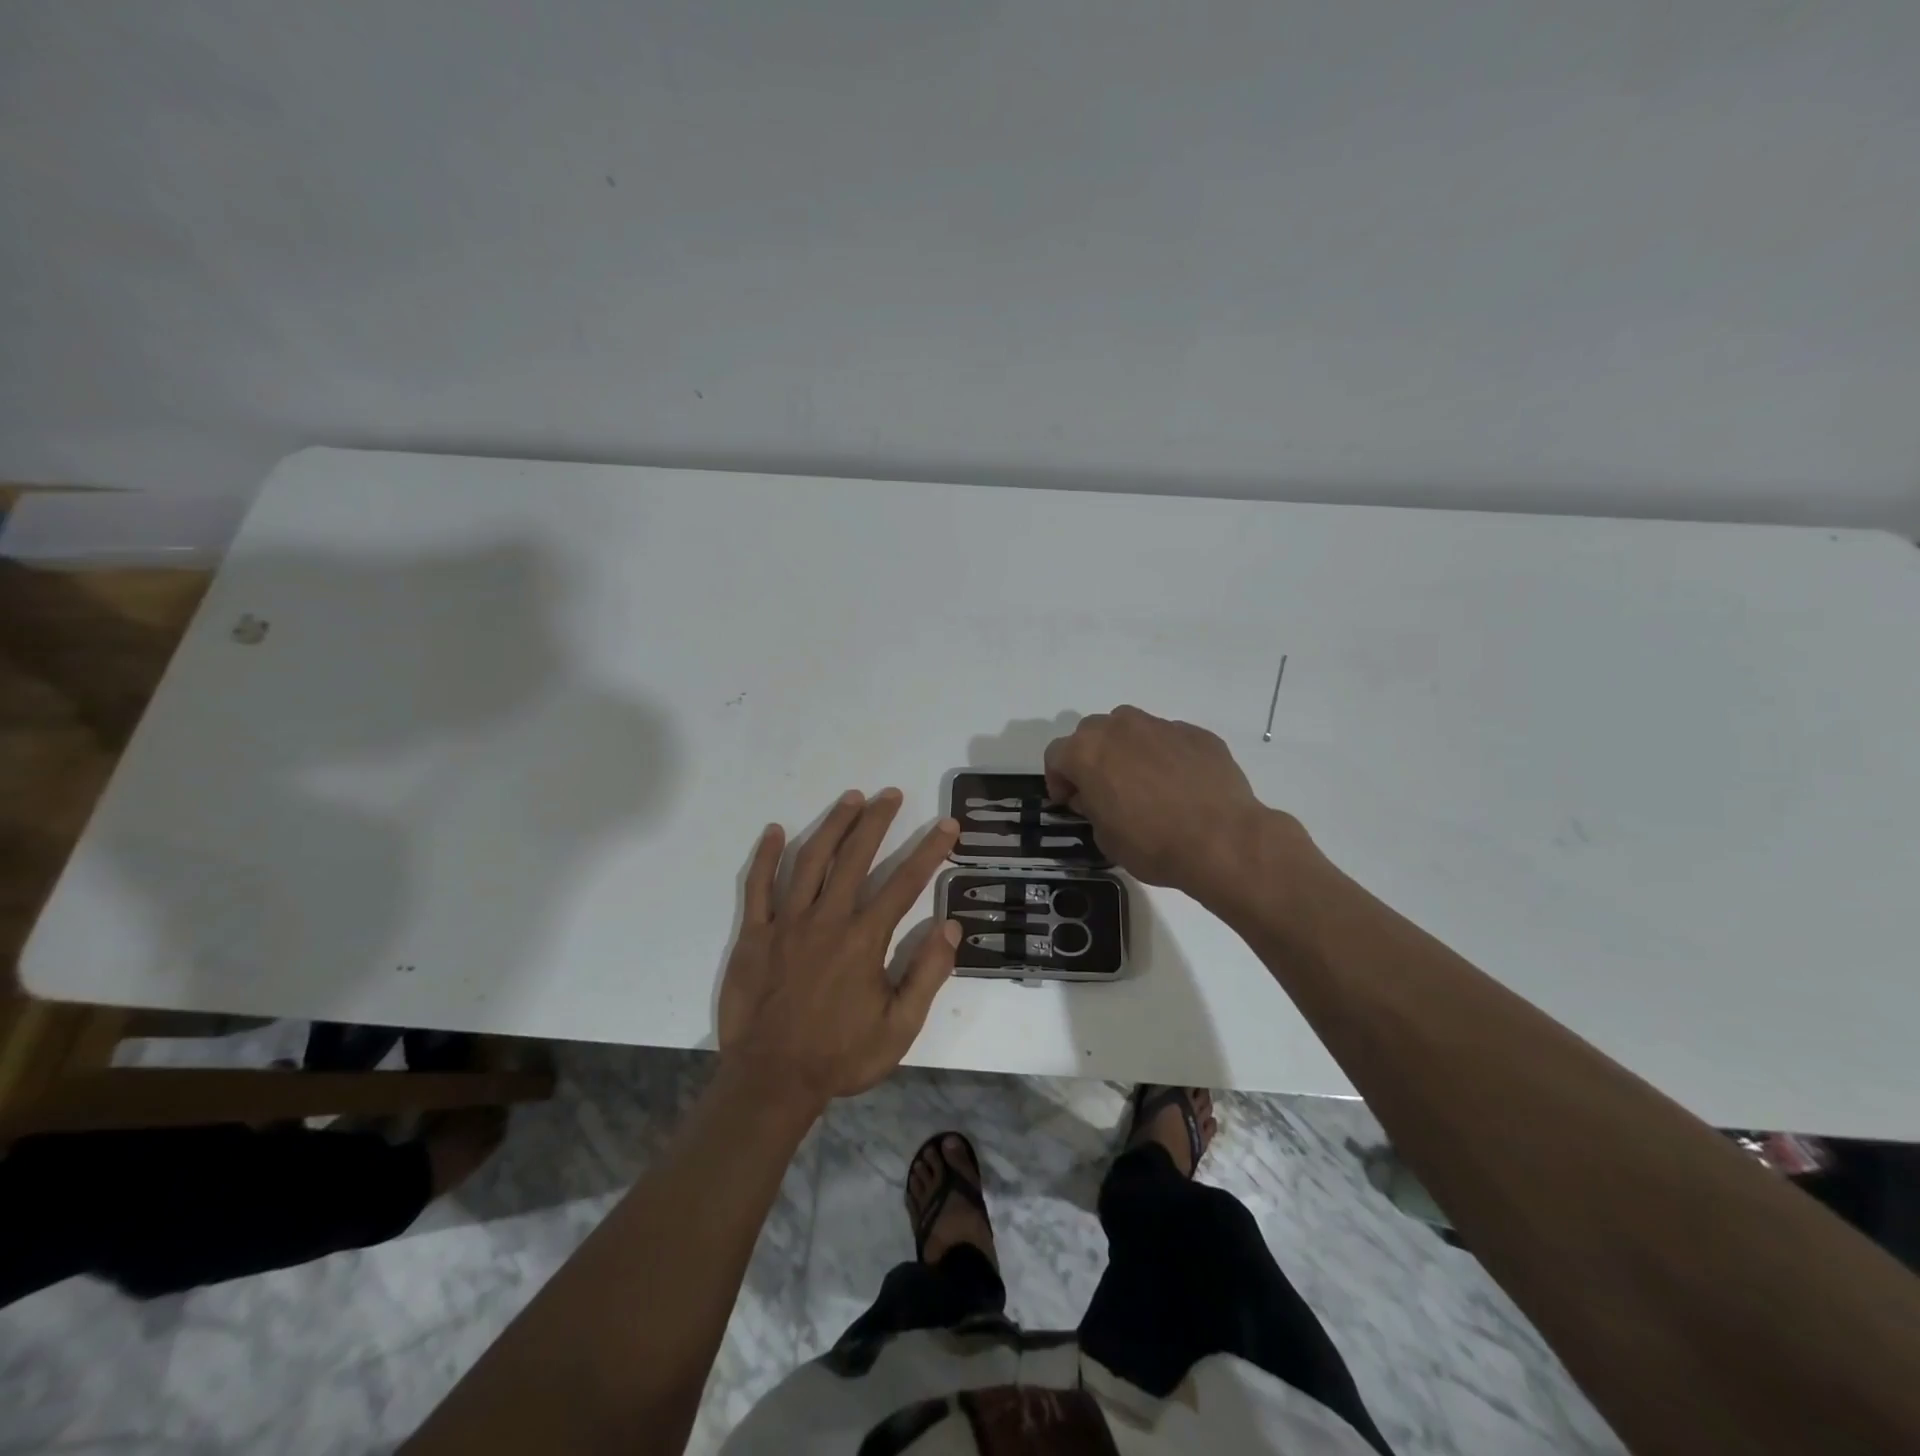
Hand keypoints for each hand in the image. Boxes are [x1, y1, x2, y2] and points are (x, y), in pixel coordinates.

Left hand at [718, 789, 961, 1107]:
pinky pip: (758, 886)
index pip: (904, 883)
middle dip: (877, 821)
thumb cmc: (840, 1056)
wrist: (770, 1081)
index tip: (946, 825)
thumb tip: (950, 927)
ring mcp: (786, 923)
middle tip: (891, 794)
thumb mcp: (898, 1028)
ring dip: (832, 825)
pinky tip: (773, 830)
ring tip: (851, 798)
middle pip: (855, 857)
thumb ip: (926, 975)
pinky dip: (765, 856)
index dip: (929, 851)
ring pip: (810, 860)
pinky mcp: (755, 934)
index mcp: (864, 939)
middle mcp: (827, 919)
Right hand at [1044, 705, 1289, 896]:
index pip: (1056, 755)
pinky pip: (1169, 739)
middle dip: (1091, 757)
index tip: (1070, 802)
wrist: (1221, 840)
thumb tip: (1096, 797)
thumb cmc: (1152, 844)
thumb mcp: (1106, 838)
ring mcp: (1161, 726)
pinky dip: (1165, 755)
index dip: (1058, 780)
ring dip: (1126, 749)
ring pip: (1131, 728)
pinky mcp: (1196, 733)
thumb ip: (1092, 808)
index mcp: (1088, 752)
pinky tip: (1179, 785)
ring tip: (1142, 781)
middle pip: (1091, 733)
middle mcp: (1120, 728)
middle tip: (1103, 789)